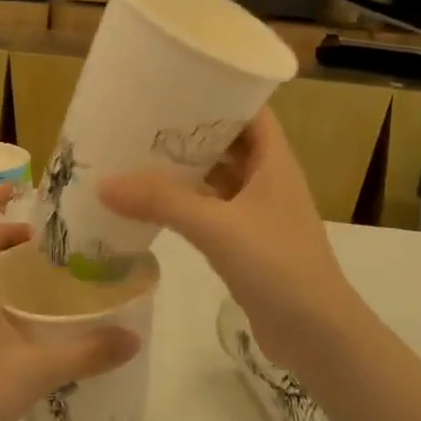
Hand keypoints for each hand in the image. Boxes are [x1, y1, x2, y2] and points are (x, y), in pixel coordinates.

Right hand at [97, 110, 359, 371]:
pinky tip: (150, 204)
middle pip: (226, 142)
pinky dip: (184, 204)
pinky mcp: (245, 243)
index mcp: (273, 161)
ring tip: (136, 154)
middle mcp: (267, 179)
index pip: (248, 110)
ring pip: (216, 179)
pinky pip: (210, 211)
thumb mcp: (218, 227)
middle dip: (188, 131)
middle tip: (140, 118)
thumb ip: (162, 202)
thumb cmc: (278, 266)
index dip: (217, 92)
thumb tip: (103, 182)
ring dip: (183, 169)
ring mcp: (257, 213)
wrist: (317, 336)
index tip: (173, 83)